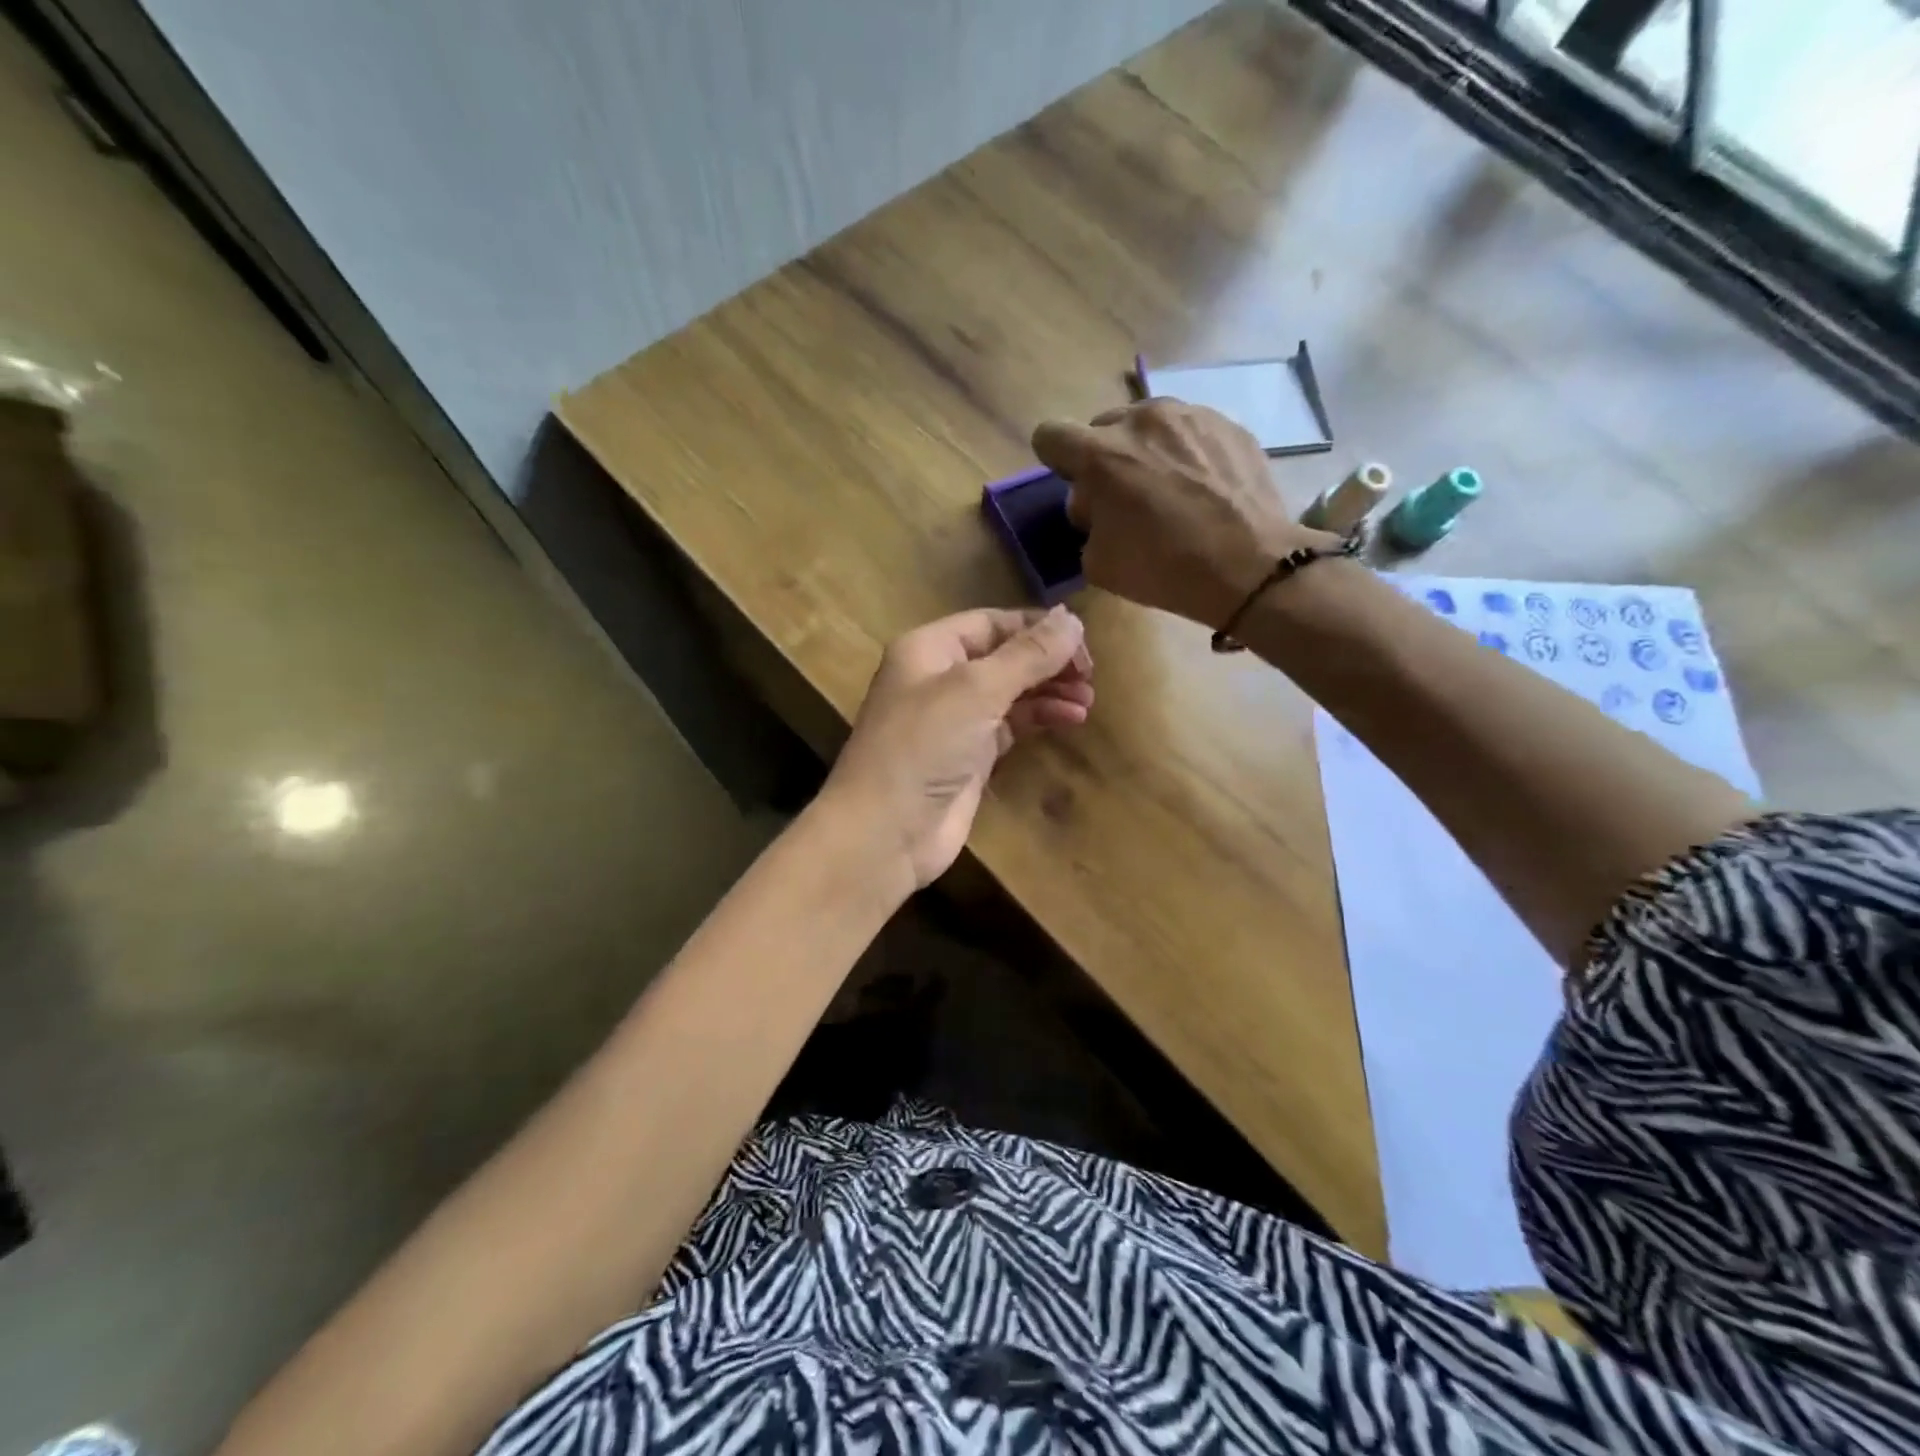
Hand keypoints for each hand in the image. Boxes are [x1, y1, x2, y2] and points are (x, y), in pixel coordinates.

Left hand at [822, 608, 1092, 889]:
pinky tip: (1071, 719)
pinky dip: (1039, 719)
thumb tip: (1071, 618)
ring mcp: (954, 719)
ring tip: (1088, 700)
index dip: (1036, 628)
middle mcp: (939, 678)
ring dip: (1049, 691)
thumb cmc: (924, 746)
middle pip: (1003, 656)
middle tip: (1090, 675)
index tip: (1082, 641)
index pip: (991, 623)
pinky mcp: (968, 756)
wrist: (886, 831)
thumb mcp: (977, 690)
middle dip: (1047, 662)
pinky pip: (1010, 726)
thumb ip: (1028, 654)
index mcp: (929, 649)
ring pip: (1010, 692)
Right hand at [1031, 399, 1340, 628]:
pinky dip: (1185, 453)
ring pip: (1148, 424)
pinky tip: (1203, 488)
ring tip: (1169, 489)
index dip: (1056, 461)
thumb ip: (1085, 522)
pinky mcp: (1227, 423)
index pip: (1050, 434)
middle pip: (1102, 427)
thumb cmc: (1164, 568)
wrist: (1251, 565)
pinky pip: (1189, 431)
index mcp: (1100, 455)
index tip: (1076, 486)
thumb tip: (1095, 505)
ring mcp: (1189, 415)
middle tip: (1125, 497)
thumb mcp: (1098, 563)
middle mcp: (1141, 420)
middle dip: (1104, 458)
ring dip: (1145, 450)